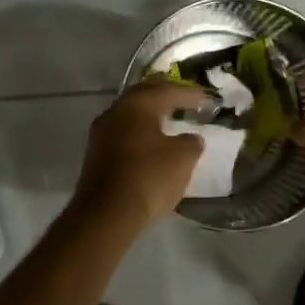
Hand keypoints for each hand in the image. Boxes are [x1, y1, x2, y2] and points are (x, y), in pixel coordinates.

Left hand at [72, 79, 205, 228]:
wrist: (106, 214)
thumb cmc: (148, 178)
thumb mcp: (183, 158)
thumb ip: (192, 142)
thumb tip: (191, 138)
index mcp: (137, 105)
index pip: (168, 91)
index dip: (191, 95)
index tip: (208, 100)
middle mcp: (115, 112)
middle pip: (144, 96)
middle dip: (166, 97)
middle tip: (185, 101)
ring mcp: (101, 133)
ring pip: (130, 115)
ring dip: (151, 115)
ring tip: (170, 121)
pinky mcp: (96, 154)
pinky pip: (123, 133)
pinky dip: (140, 133)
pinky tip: (152, 143)